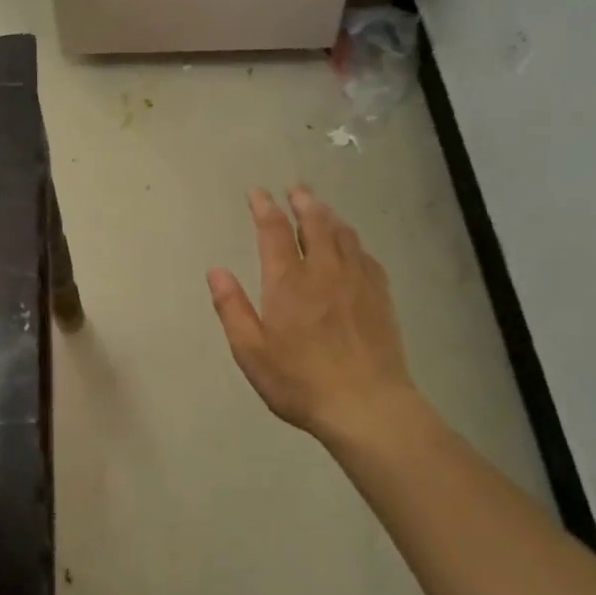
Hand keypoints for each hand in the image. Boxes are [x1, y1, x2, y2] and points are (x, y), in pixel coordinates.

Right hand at [207, 186, 418, 454]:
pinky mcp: (380, 296)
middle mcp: (324, 270)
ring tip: (320, 207)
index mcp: (288, 281)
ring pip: (343, 234)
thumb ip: (232, 307)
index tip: (257, 192)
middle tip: (295, 188)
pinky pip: (365, 255)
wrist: (367, 405)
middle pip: (315, 222)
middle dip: (302, 201)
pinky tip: (352, 245)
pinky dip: (353, 240)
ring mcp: (357, 281)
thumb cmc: (300, 381)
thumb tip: (216, 270)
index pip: (274, 231)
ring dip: (328, 215)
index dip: (264, 207)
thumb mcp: (251, 351)